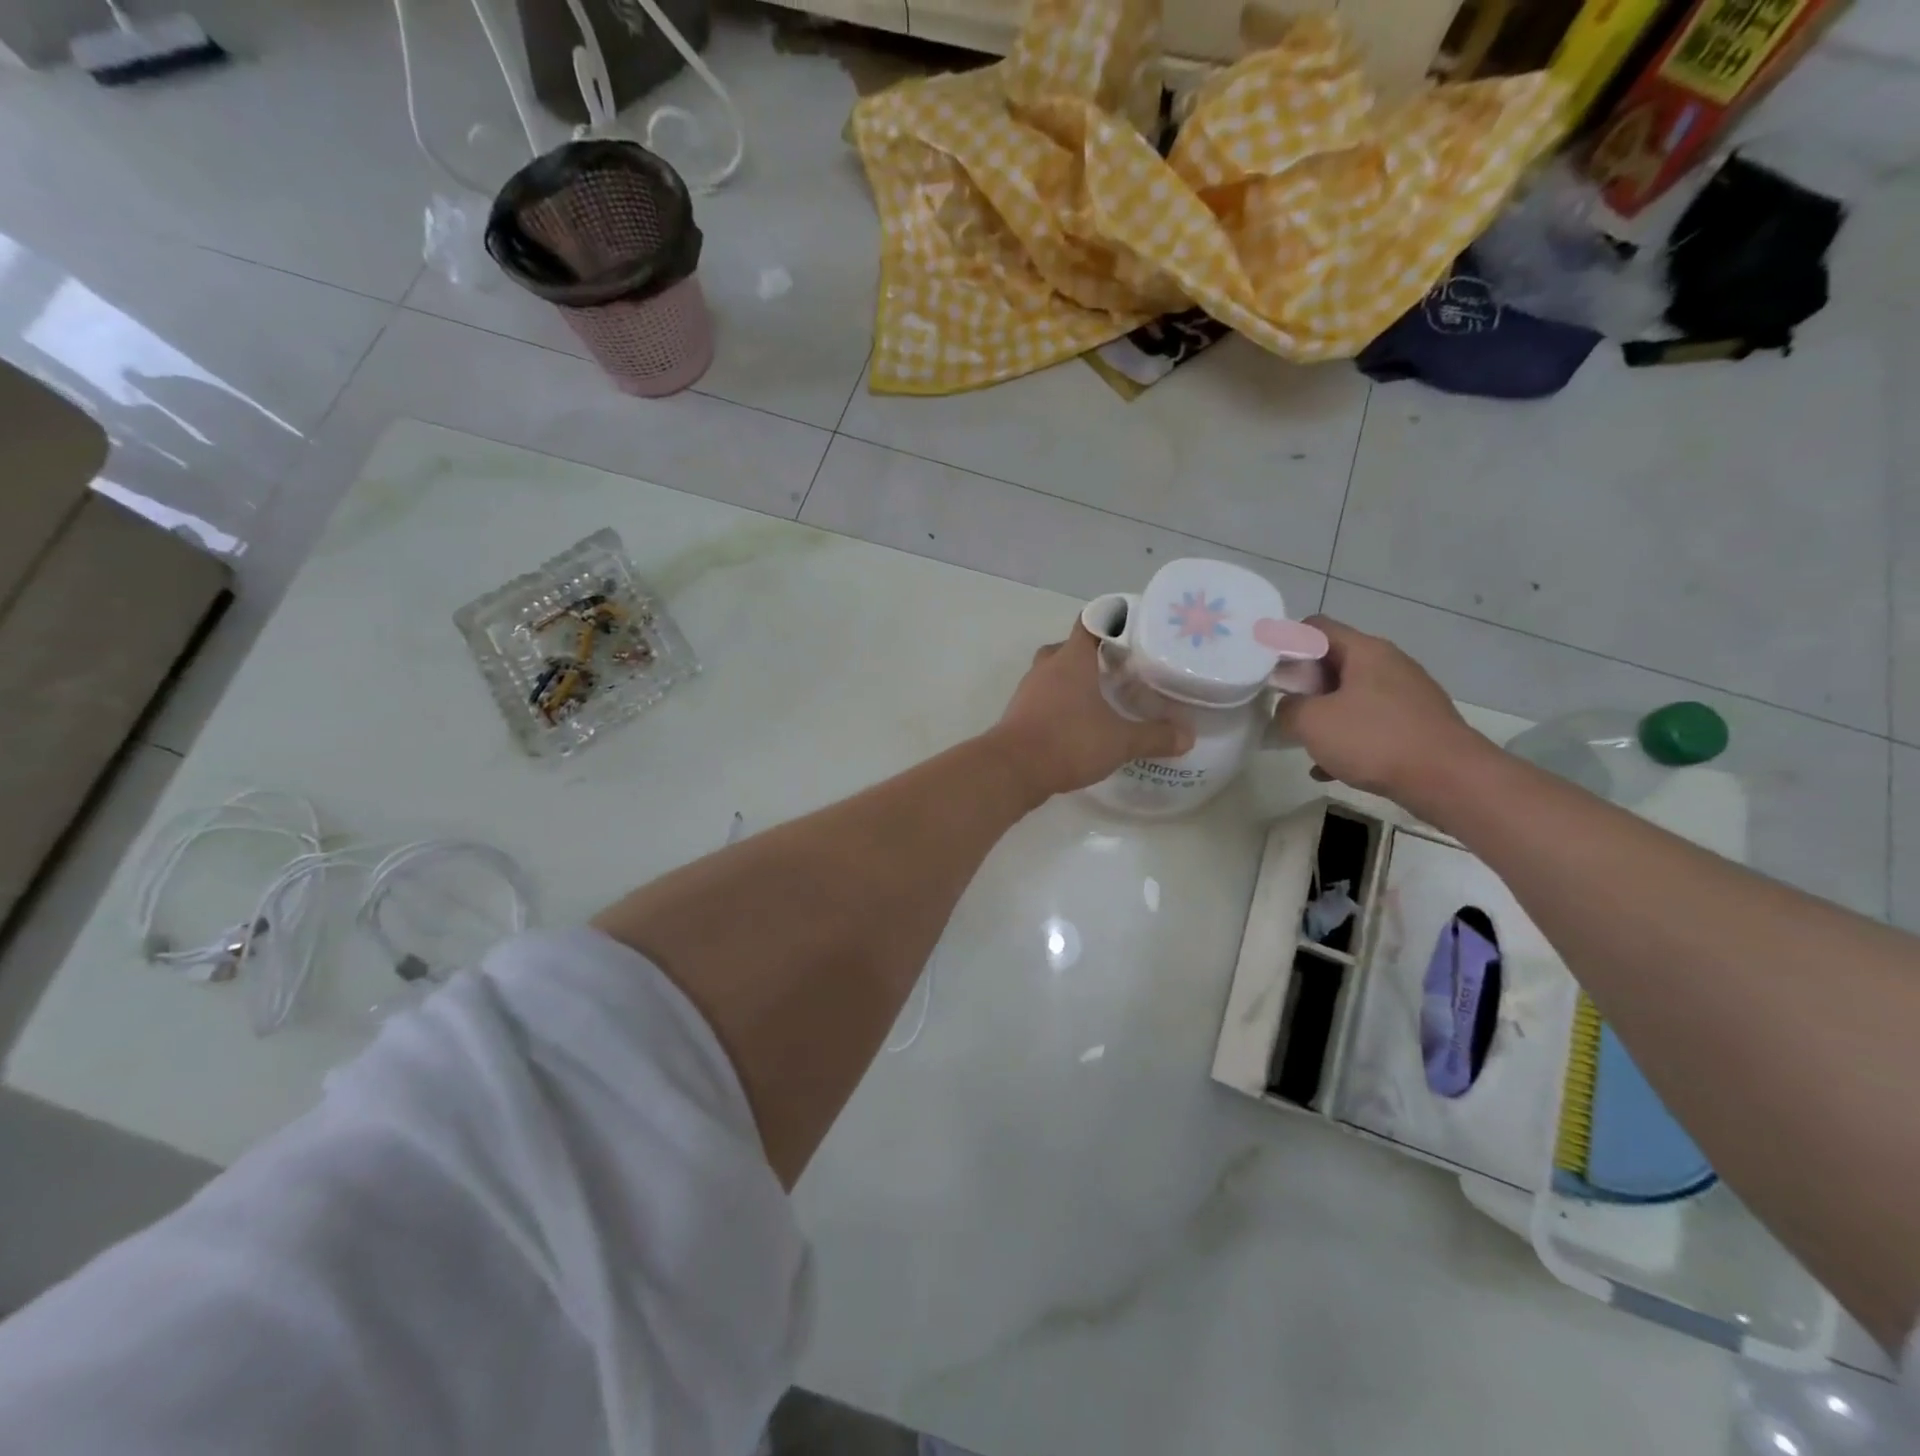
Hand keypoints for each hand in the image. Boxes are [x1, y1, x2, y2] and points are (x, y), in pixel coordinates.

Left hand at [988, 623, 1194, 801]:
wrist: (1012, 770)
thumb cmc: (1068, 742)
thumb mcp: (1120, 741)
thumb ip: (1155, 736)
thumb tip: (1188, 736)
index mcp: (1071, 660)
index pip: (1090, 623)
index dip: (1110, 620)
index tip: (1131, 627)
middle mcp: (1047, 668)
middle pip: (1068, 647)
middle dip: (1091, 654)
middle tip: (1117, 667)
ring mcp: (1028, 691)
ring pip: (1053, 674)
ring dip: (1072, 680)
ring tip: (1101, 697)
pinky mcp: (1018, 714)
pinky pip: (1043, 698)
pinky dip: (1059, 704)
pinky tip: (1077, 723)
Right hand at [1272, 616, 1488, 807]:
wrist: (1450, 780)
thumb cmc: (1375, 740)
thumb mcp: (1312, 723)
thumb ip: (1287, 709)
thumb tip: (1288, 709)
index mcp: (1365, 651)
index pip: (1315, 628)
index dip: (1286, 644)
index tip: (1269, 673)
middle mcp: (1389, 664)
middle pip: (1333, 662)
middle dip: (1303, 686)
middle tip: (1282, 709)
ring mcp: (1406, 695)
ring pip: (1351, 696)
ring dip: (1323, 716)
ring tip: (1304, 742)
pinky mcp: (1416, 724)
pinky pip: (1370, 724)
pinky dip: (1347, 739)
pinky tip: (1330, 769)